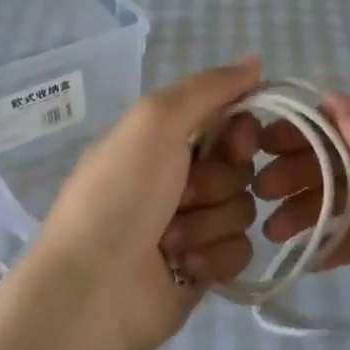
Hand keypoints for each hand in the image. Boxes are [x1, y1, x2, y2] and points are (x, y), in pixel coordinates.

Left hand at [31, 58, 262, 349]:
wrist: (93, 289)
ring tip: (169, 241)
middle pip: (241, 165)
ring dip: (209, 223)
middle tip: (182, 197)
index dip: (241, 131)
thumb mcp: (154, 122)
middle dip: (217, 182)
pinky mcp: (204, 266)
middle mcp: (179, 176)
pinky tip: (181, 266)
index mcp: (162, 138)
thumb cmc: (119, 196)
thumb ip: (208, 88)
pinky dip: (212, 256)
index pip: (228, 119)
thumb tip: (257, 59)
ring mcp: (193, 224)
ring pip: (243, 208)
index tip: (237, 142)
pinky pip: (241, 249)